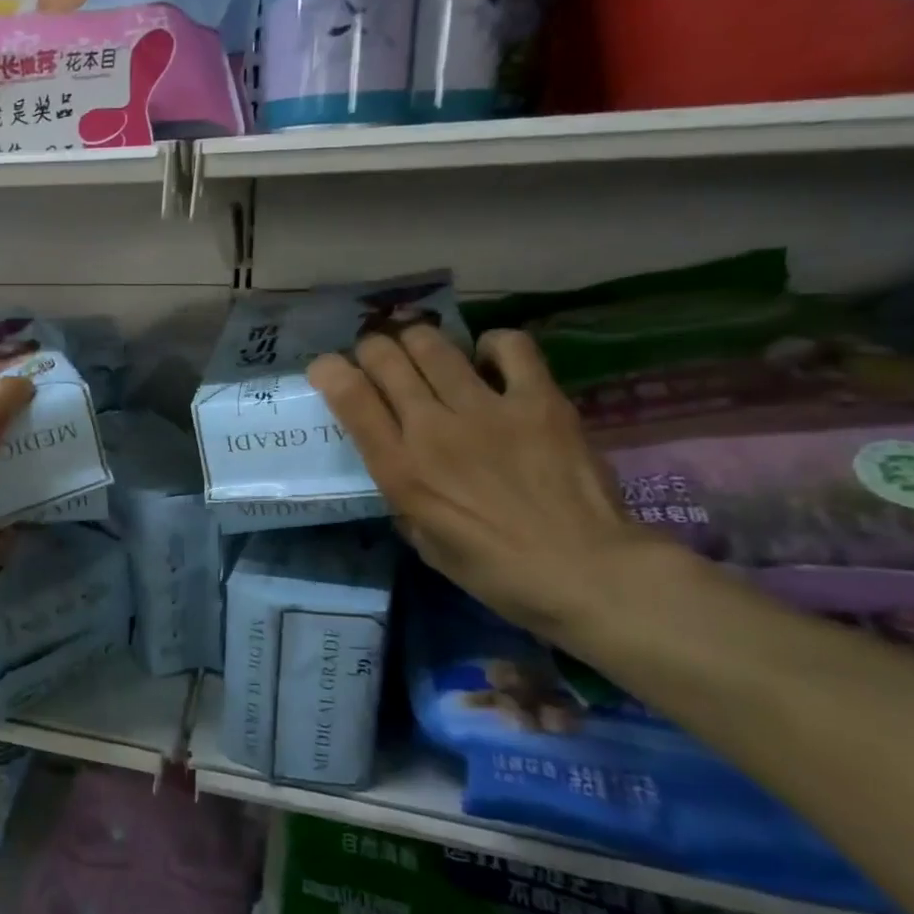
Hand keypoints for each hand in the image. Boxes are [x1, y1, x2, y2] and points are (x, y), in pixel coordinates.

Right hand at [307, 326, 668, 639]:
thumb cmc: (493, 569)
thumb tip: (400, 463)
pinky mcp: (539, 400)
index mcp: (400, 468)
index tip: (327, 369)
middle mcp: (433, 428)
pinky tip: (488, 360)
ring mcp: (487, 409)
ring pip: (434, 344)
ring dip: (417, 341)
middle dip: (371, 349)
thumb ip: (401, 493)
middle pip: (386, 357)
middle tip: (379, 360)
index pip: (350, 396)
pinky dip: (491, 345)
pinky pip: (509, 347)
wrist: (586, 571)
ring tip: (422, 351)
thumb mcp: (422, 538)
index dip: (328, 371)